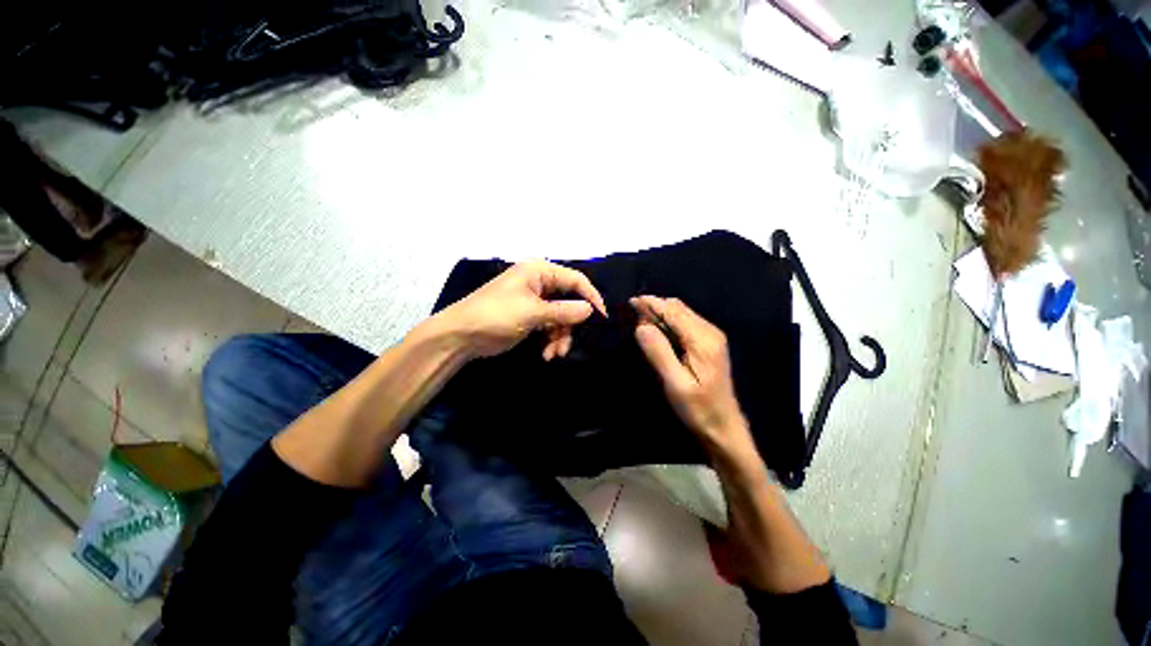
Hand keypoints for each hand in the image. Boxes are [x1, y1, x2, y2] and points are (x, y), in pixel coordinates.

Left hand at [436, 261, 606, 359]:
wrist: (460, 336)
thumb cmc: (495, 315)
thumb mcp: (532, 313)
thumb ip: (564, 311)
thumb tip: (591, 310)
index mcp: (539, 271)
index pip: (575, 279)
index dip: (590, 297)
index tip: (601, 317)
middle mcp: (539, 282)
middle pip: (569, 302)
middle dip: (569, 326)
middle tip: (566, 346)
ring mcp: (535, 301)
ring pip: (561, 318)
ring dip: (560, 337)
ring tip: (553, 355)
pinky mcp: (530, 317)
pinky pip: (550, 326)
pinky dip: (551, 340)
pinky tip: (546, 354)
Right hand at [631, 296, 754, 457]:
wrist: (724, 428)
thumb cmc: (698, 409)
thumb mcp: (675, 384)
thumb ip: (659, 353)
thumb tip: (641, 325)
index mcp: (703, 340)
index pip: (673, 312)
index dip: (651, 304)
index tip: (631, 301)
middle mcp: (710, 332)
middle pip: (678, 308)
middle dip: (655, 306)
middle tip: (633, 313)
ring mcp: (712, 337)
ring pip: (682, 313)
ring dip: (661, 313)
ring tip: (641, 320)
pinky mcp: (709, 344)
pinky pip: (686, 323)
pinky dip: (669, 321)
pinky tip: (658, 330)